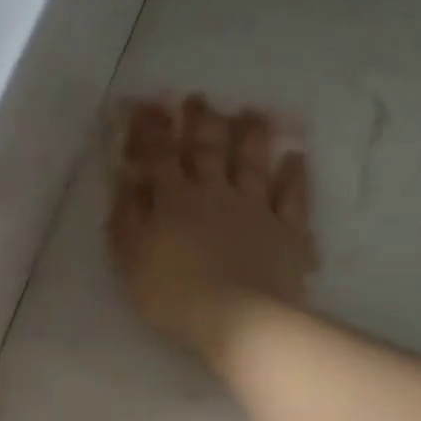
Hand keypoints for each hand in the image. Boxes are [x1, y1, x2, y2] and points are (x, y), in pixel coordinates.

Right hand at [107, 95, 317, 358]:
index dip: (153, 129)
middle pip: (208, 149)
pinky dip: (294, 175)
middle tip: (198, 100)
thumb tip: (125, 178)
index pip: (160, 155)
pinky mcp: (288, 232)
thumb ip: (126, 217)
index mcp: (175, 200)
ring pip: (253, 163)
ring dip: (250, 135)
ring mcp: (256, 210)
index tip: (149, 106)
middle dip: (200, 122)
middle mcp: (216, 194)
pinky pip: (293, 197)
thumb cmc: (174, 295)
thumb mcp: (131, 260)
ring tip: (250, 113)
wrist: (238, 320)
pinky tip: (295, 158)